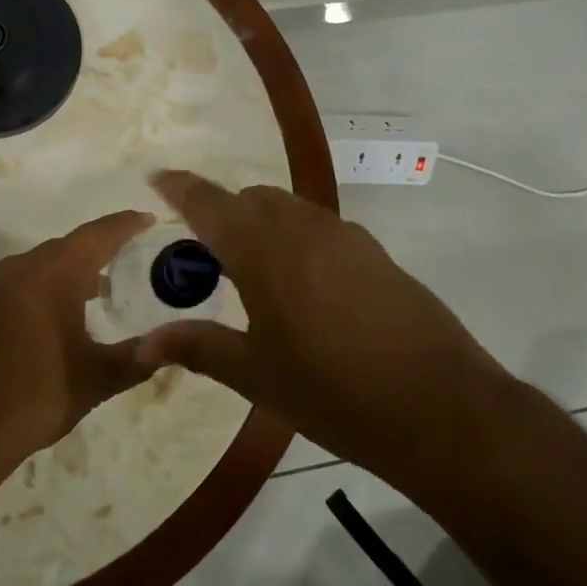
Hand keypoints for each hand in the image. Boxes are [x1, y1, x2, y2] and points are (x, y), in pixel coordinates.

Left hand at [0, 210, 156, 481]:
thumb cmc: (34, 396)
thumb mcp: (95, 379)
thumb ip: (137, 358)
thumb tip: (170, 347)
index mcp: (52, 274)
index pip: (97, 236)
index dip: (125, 225)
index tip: (149, 218)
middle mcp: (23, 268)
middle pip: (71, 245)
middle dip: (102, 246)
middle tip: (134, 252)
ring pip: (46, 262)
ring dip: (76, 267)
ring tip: (106, 285)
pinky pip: (27, 279)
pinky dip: (52, 282)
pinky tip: (66, 310)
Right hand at [138, 171, 508, 473]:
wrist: (441, 408)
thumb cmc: (333, 392)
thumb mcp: (256, 375)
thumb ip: (199, 347)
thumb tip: (145, 343)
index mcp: (263, 250)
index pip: (209, 203)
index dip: (180, 187)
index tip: (157, 177)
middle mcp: (302, 228)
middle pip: (250, 199)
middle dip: (222, 213)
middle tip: (206, 257)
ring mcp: (344, 236)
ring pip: (288, 209)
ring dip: (261, 224)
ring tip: (253, 275)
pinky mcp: (375, 253)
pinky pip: (319, 229)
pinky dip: (295, 239)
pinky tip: (302, 289)